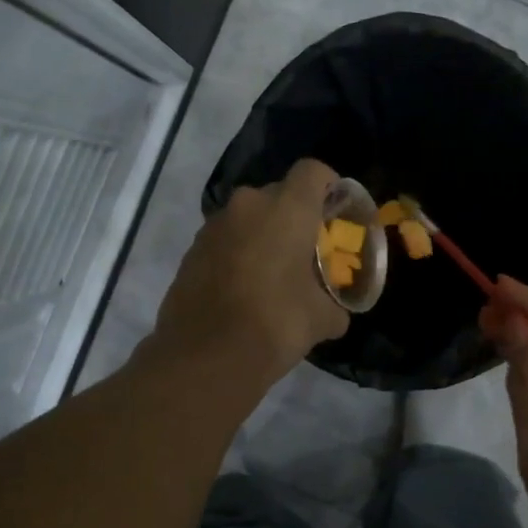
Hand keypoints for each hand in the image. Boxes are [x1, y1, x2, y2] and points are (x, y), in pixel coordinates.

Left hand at [150, 158, 350, 391]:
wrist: (204, 356)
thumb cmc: (275, 324)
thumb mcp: (322, 319)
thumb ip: (335, 306)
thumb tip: (336, 313)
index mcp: (287, 209)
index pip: (313, 171)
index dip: (329, 185)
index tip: (336, 211)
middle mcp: (248, 205)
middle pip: (279, 194)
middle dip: (295, 215)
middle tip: (307, 249)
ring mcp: (213, 226)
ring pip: (248, 217)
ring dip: (263, 234)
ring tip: (274, 272)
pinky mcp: (191, 250)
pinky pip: (225, 240)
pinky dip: (238, 253)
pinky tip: (245, 289)